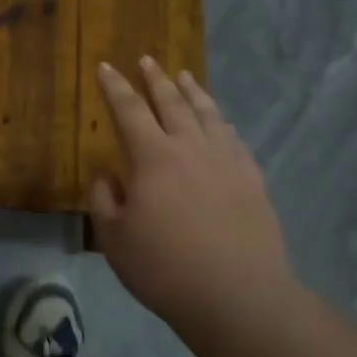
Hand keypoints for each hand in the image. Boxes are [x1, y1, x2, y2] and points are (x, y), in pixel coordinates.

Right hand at [89, 59, 296, 332]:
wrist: (237, 296)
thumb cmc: (165, 268)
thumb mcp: (114, 238)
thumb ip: (104, 199)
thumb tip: (108, 173)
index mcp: (153, 158)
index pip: (129, 110)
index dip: (115, 87)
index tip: (106, 66)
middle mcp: (191, 147)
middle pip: (171, 103)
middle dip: (155, 80)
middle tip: (147, 60)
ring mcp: (226, 161)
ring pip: (207, 114)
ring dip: (192, 92)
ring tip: (184, 77)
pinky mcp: (252, 180)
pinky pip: (233, 138)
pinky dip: (221, 122)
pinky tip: (220, 121)